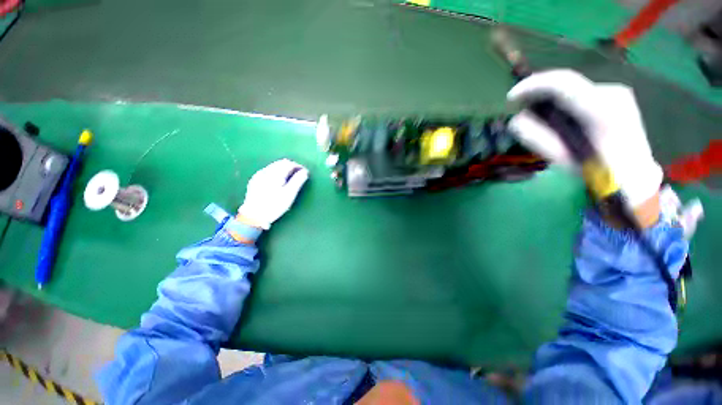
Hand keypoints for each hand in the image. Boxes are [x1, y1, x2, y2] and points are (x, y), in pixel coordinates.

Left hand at [237, 159, 308, 229]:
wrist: (253, 216)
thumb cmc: (274, 205)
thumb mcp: (289, 194)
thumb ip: (298, 181)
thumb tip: (305, 171)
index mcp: (275, 173)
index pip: (289, 163)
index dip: (299, 166)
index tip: (305, 172)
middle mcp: (266, 171)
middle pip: (281, 163)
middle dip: (291, 166)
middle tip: (299, 175)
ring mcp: (259, 175)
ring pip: (274, 166)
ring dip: (284, 169)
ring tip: (290, 178)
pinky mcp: (255, 181)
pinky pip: (268, 171)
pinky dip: (276, 173)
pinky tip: (278, 181)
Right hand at [507, 69, 662, 210]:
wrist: (635, 176)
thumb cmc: (596, 172)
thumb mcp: (561, 158)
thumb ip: (536, 137)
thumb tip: (516, 120)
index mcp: (602, 110)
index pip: (562, 83)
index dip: (532, 85)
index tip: (511, 97)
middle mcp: (612, 93)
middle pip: (566, 83)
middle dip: (539, 94)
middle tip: (522, 109)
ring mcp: (617, 92)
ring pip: (572, 89)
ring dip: (552, 100)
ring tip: (542, 120)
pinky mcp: (617, 95)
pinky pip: (581, 93)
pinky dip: (565, 103)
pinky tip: (562, 119)